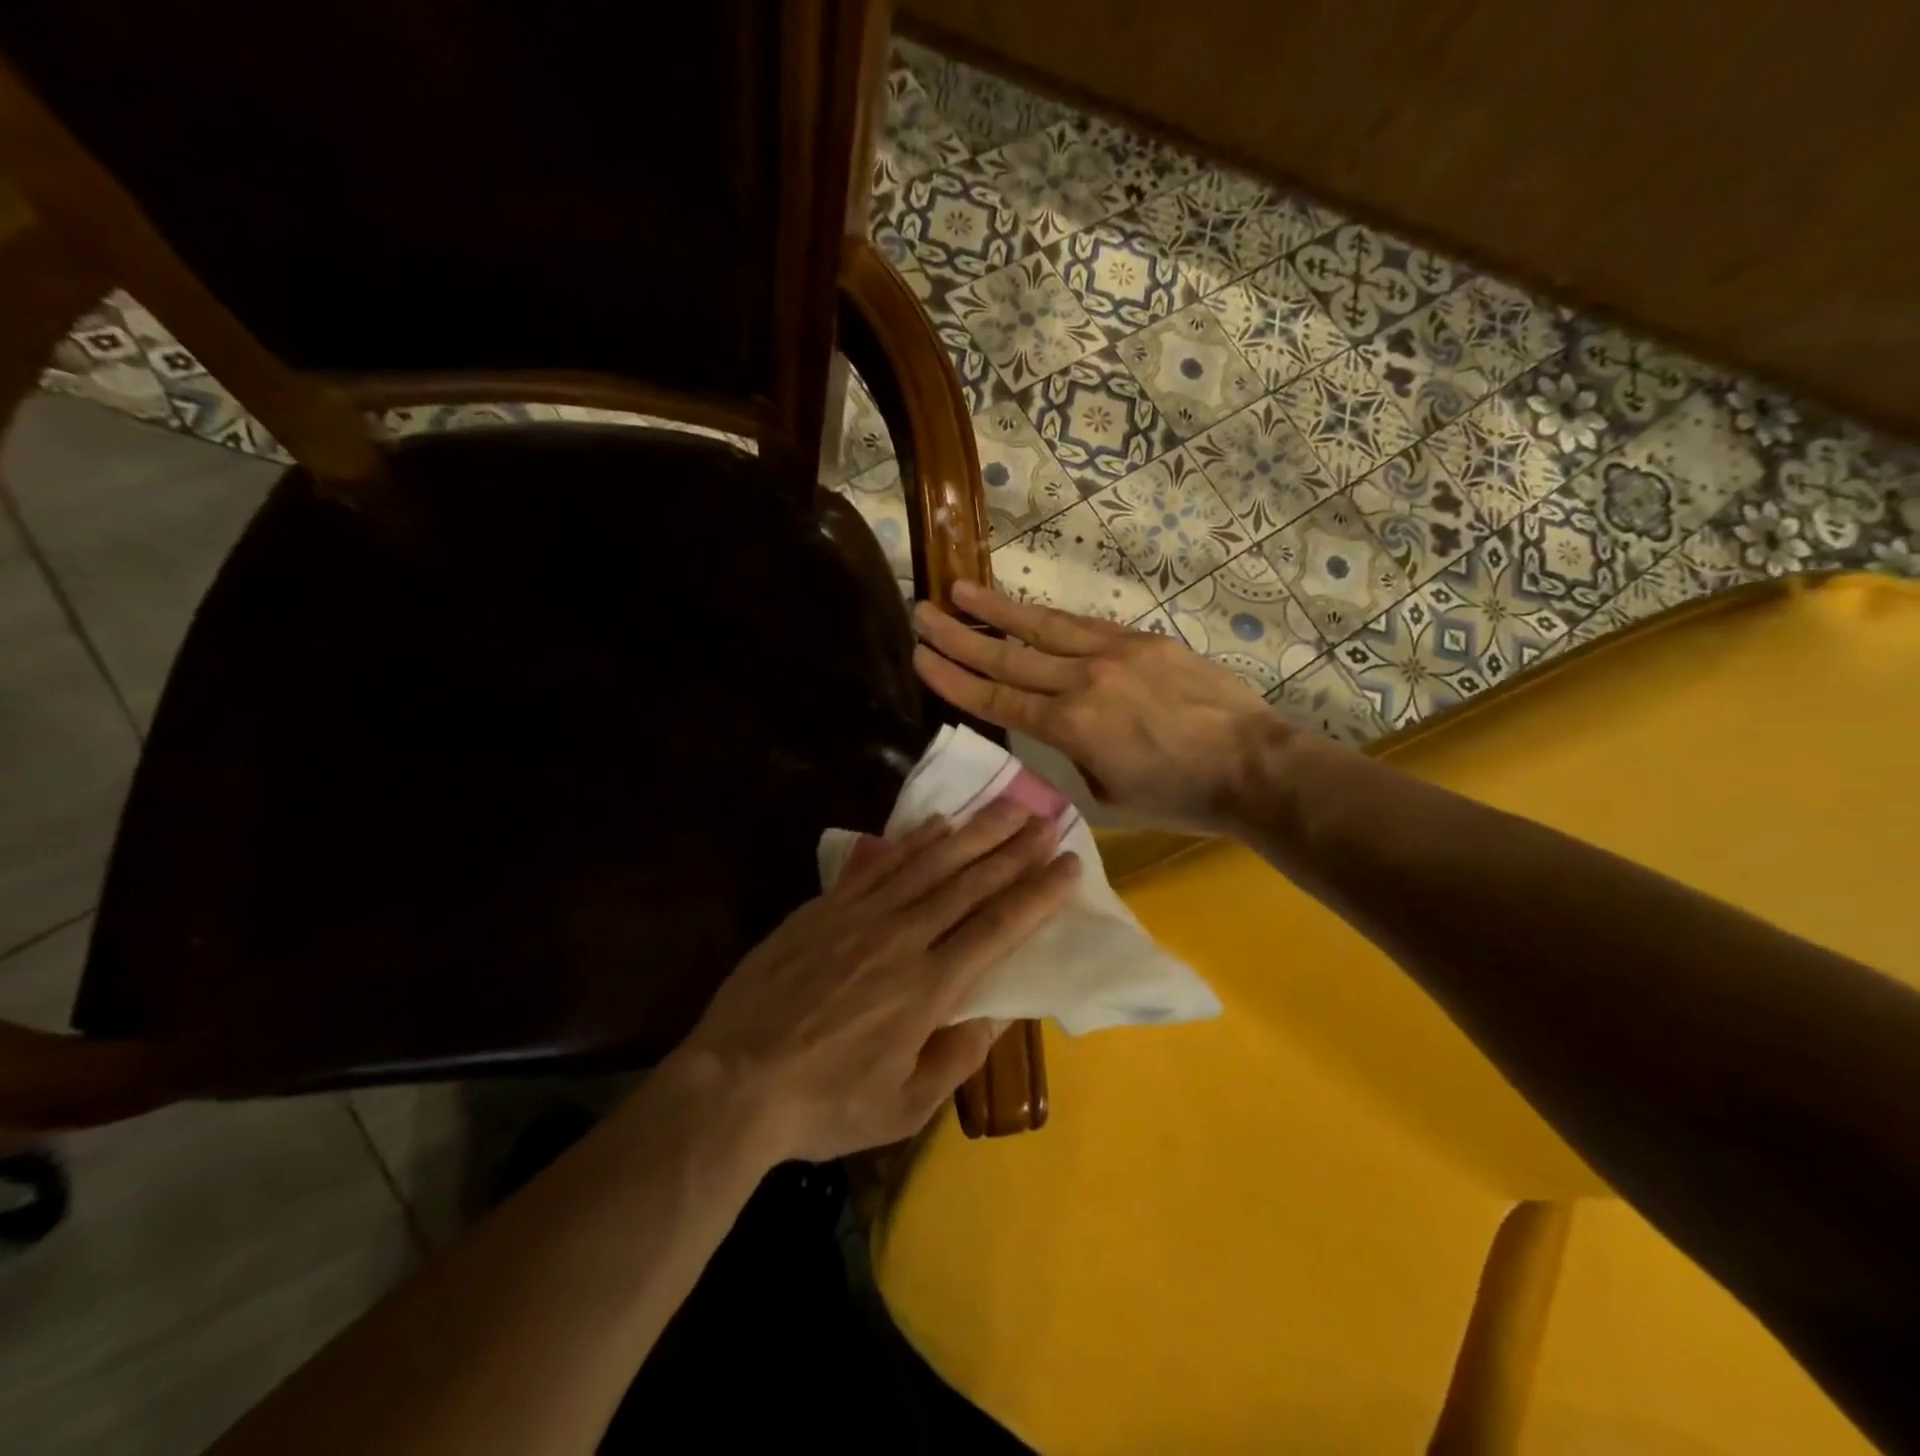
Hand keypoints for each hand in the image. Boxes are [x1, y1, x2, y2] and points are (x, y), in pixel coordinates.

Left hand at [679, 803, 1078, 1163]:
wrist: (731, 1082)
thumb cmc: (823, 1104)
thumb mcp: (902, 1107)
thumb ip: (955, 1060)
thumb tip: (995, 1016)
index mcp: (929, 988)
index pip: (998, 928)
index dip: (1037, 894)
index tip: (1068, 865)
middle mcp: (903, 938)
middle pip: (971, 884)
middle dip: (1015, 850)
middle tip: (1049, 820)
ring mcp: (861, 916)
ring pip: (931, 863)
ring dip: (975, 833)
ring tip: (1008, 806)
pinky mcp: (826, 907)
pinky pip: (881, 864)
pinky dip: (915, 841)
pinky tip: (939, 823)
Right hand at [912, 580, 1286, 833]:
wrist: (1251, 765)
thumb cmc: (1179, 795)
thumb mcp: (1109, 792)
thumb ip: (1075, 755)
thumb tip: (1066, 731)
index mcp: (1071, 727)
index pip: (997, 699)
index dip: (954, 678)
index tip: (920, 657)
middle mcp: (1083, 681)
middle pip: (1008, 657)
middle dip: (959, 635)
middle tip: (922, 612)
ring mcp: (1115, 653)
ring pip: (1043, 627)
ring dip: (998, 610)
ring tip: (961, 589)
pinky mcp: (1143, 640)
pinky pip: (1086, 625)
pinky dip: (1050, 617)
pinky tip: (1029, 609)